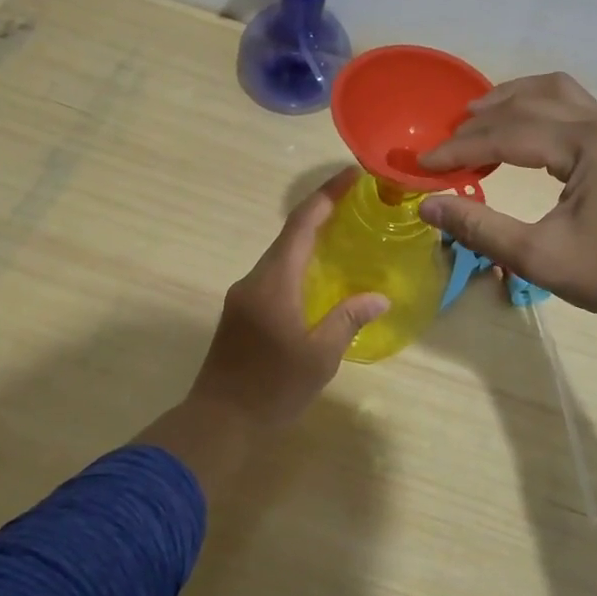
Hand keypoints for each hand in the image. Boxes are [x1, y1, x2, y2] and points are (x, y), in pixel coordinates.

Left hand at [183, 167, 388, 433]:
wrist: (218, 421)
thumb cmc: (272, 388)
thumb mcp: (319, 357)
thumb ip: (348, 320)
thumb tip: (378, 298)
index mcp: (274, 282)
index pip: (301, 225)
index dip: (326, 196)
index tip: (351, 174)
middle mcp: (254, 279)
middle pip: (289, 234)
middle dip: (321, 213)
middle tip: (356, 202)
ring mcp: (243, 295)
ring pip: (280, 255)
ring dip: (309, 239)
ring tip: (343, 233)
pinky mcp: (240, 312)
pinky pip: (273, 274)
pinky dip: (298, 263)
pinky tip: (318, 275)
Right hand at [416, 72, 596, 333]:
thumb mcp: (538, 257)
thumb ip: (479, 228)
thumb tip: (427, 206)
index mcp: (590, 144)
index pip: (509, 134)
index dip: (461, 148)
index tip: (424, 165)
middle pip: (532, 102)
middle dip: (482, 120)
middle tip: (445, 141)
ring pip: (558, 93)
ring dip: (513, 99)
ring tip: (476, 115)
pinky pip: (576, 107)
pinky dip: (540, 109)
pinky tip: (522, 129)